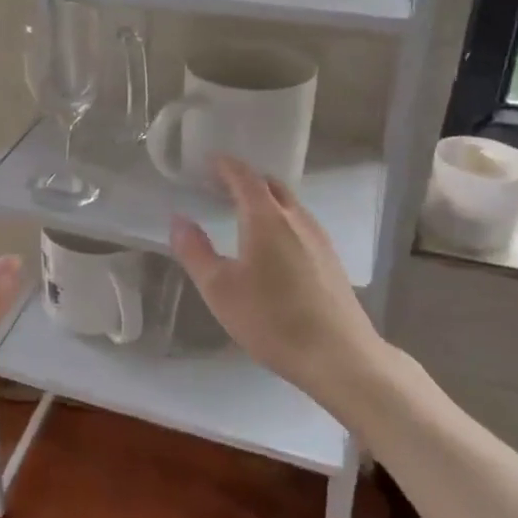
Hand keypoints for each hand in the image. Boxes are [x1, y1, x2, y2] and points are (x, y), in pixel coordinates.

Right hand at [169, 157, 399, 411]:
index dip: (226, 166)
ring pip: (290, 206)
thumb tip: (178, 219)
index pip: (245, 177)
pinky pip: (301, 225)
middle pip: (272, 186)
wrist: (338, 356)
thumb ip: (195, 251)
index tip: (208, 161)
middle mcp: (296, 219)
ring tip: (242, 212)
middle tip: (221, 186)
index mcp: (267, 218)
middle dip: (246, 180)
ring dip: (266, 200)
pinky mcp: (331, 260)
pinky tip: (272, 245)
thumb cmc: (271, 319)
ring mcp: (319, 239)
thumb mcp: (219, 289)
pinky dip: (281, 220)